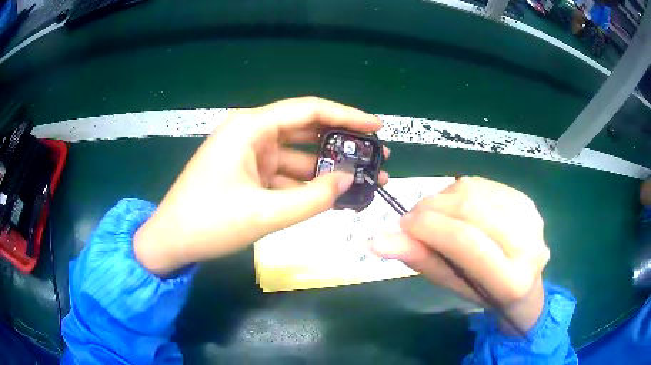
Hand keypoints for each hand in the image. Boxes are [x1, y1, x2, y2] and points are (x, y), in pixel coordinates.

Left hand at [134, 97, 389, 274]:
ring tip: (362, 181)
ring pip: (297, 156)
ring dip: (327, 169)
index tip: (376, 127)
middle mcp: (251, 134)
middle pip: (306, 131)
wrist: (171, 242)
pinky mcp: (248, 175)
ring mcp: (249, 156)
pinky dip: (307, 185)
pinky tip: (331, 196)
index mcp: (250, 128)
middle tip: (375, 157)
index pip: (308, 110)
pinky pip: (285, 175)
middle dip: (342, 144)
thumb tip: (347, 179)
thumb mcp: (264, 214)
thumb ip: (312, 198)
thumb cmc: (208, 223)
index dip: (346, 116)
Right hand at [370, 177, 548, 332]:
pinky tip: (457, 206)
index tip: (402, 225)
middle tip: (413, 219)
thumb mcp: (451, 285)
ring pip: (475, 191)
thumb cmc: (483, 293)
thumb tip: (376, 240)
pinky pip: (484, 184)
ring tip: (435, 214)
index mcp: (510, 280)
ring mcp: (531, 218)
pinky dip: (460, 191)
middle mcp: (529, 245)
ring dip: (444, 197)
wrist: (524, 285)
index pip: (465, 242)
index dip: (429, 227)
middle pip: (471, 209)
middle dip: (432, 207)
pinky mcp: (527, 200)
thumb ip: (420, 260)